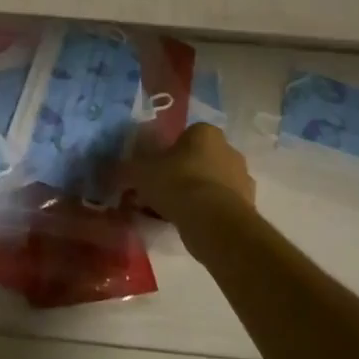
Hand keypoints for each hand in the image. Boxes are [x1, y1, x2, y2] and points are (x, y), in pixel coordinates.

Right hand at [114, 122, 256, 222]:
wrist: (213, 222)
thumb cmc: (176, 183)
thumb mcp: (140, 172)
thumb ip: (125, 169)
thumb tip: (109, 169)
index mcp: (205, 132)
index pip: (184, 137)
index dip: (166, 154)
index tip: (154, 171)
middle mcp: (229, 150)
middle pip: (199, 160)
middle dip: (182, 174)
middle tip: (160, 193)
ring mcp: (242, 179)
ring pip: (211, 183)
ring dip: (195, 195)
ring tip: (172, 214)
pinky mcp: (249, 206)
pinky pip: (220, 206)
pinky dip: (207, 213)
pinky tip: (189, 226)